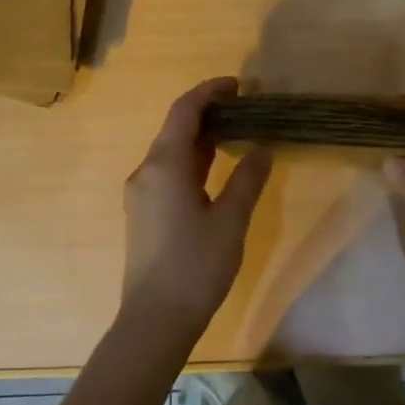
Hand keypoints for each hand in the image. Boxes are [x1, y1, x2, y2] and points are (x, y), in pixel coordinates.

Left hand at [119, 78, 273, 338]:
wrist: (155, 319)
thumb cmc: (196, 266)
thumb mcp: (231, 220)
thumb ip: (248, 179)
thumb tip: (263, 148)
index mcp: (165, 165)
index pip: (185, 111)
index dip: (210, 92)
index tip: (238, 85)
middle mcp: (146, 172)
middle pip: (175, 128)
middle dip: (207, 113)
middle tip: (244, 108)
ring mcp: (141, 193)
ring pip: (171, 152)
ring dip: (200, 138)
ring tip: (236, 132)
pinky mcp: (144, 213)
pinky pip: (167, 172)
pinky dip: (192, 161)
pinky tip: (215, 169)